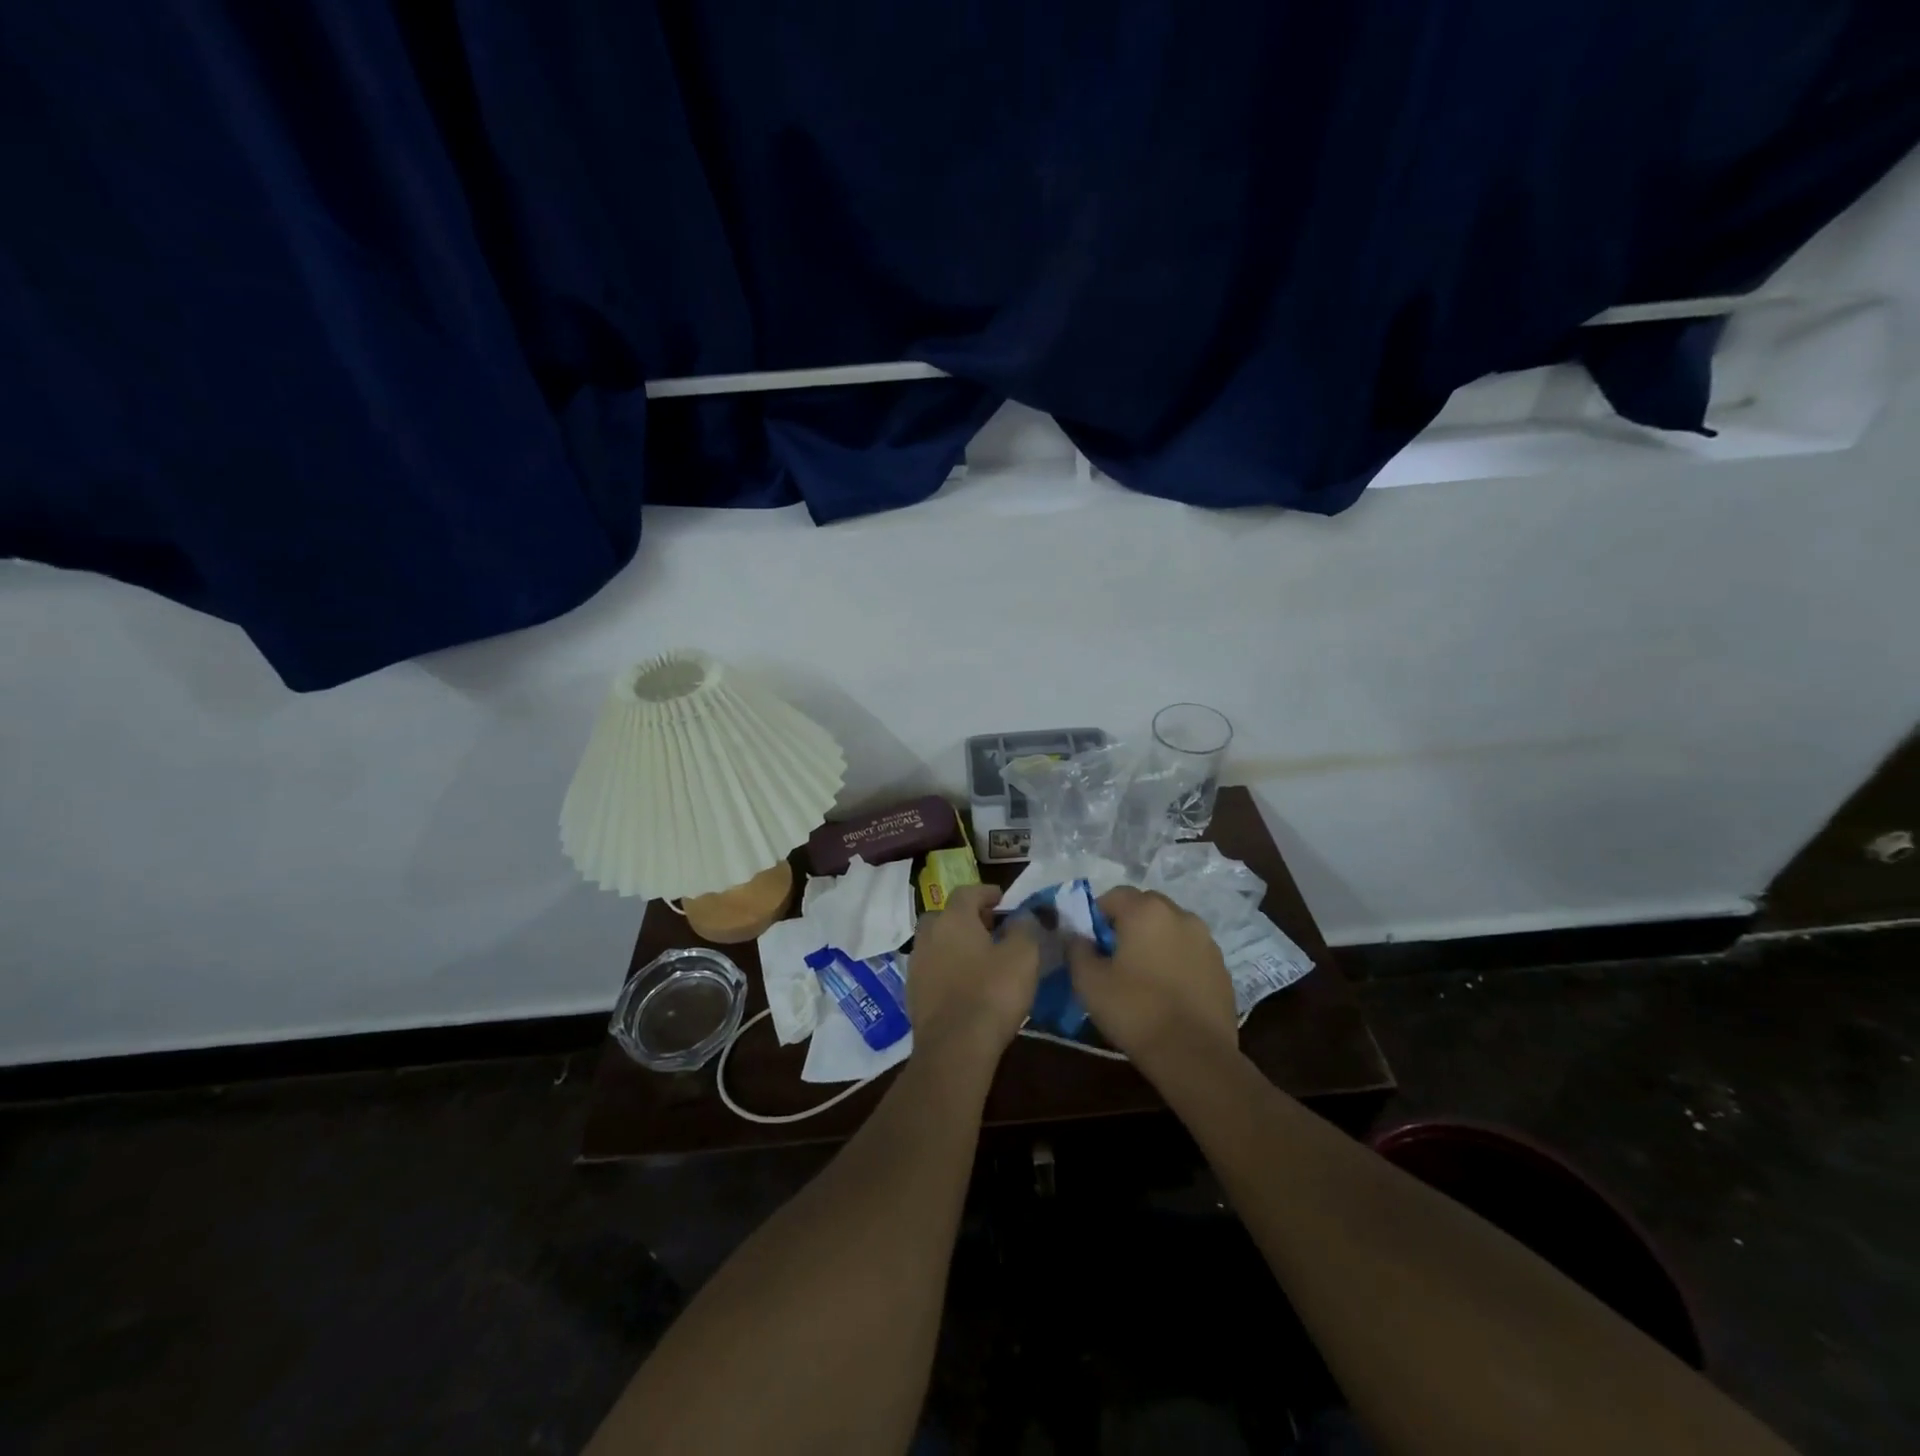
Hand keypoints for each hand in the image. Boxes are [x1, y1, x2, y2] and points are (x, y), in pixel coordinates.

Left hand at [908, 884, 1040, 1066]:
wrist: (954, 1047)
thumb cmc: (992, 993)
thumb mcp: (1023, 955)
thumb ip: (1025, 928)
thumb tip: (1024, 915)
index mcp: (953, 918)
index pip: (967, 892)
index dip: (986, 892)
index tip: (1001, 898)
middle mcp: (928, 934)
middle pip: (945, 915)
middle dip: (966, 917)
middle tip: (989, 927)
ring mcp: (916, 964)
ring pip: (936, 942)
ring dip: (954, 943)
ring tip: (978, 957)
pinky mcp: (912, 992)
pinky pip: (932, 969)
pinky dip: (946, 968)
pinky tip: (964, 983)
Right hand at [1067, 887, 1237, 1069]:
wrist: (1194, 1055)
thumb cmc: (1135, 1011)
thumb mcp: (1088, 981)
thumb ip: (1076, 949)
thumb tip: (1077, 936)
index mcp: (1146, 911)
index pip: (1114, 895)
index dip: (1097, 915)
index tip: (1090, 943)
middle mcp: (1180, 915)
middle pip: (1146, 907)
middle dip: (1128, 923)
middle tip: (1114, 956)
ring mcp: (1206, 941)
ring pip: (1171, 928)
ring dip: (1155, 940)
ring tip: (1143, 975)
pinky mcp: (1222, 967)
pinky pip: (1190, 952)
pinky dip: (1177, 961)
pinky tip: (1168, 991)